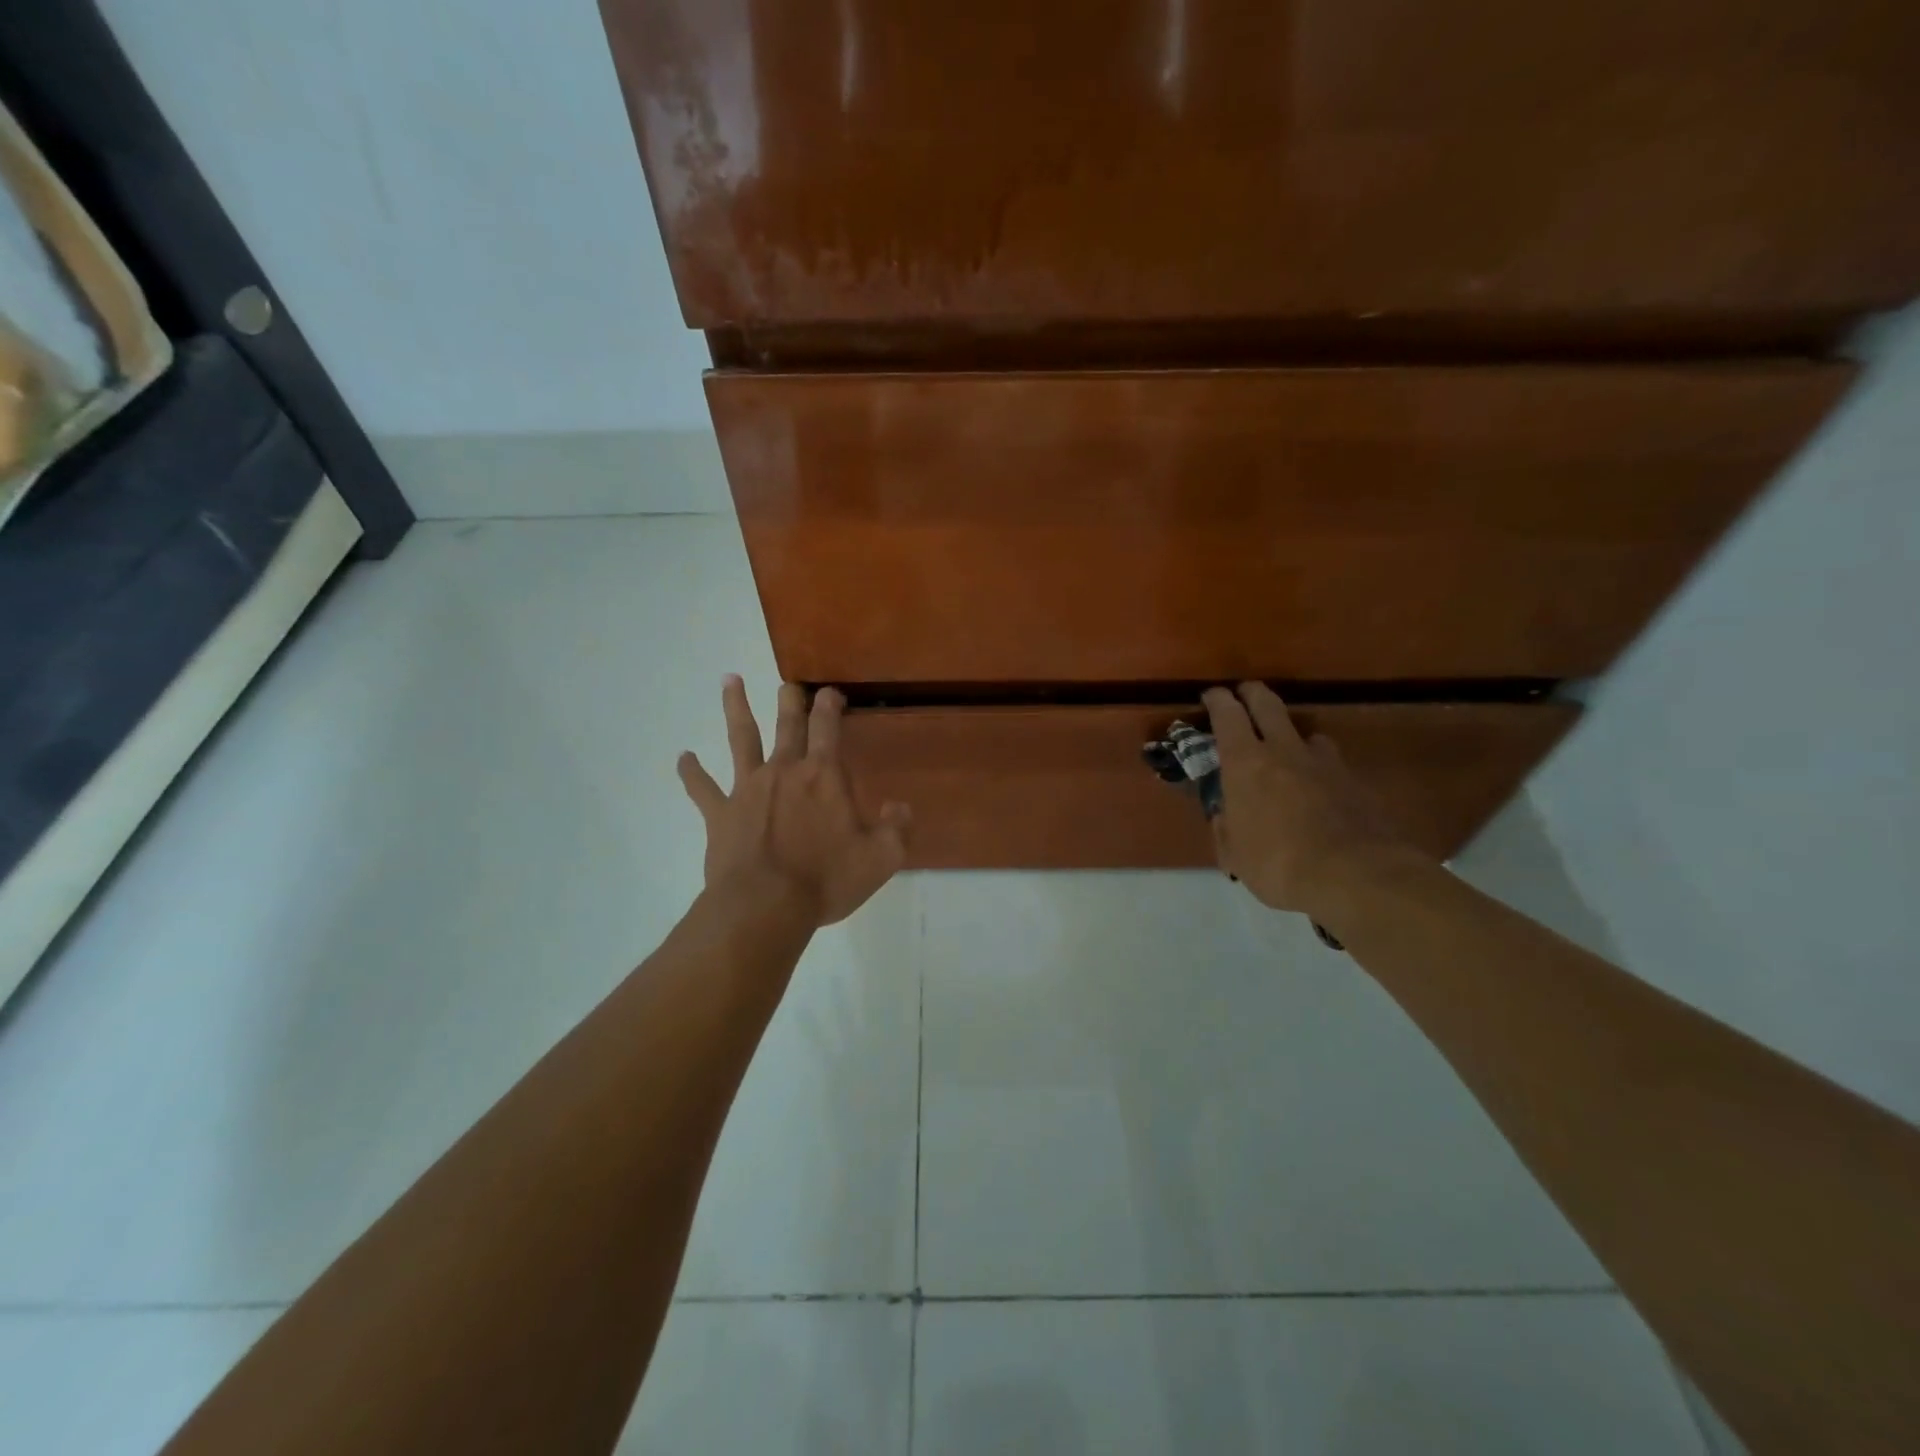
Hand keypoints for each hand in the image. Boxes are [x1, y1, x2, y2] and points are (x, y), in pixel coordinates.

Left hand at [678, 678, 910, 926]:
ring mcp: (747, 788)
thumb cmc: (826, 879)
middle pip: (787, 724)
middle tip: (788, 684)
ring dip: (735, 708)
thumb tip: (900, 807)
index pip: (828, 728)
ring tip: (729, 681)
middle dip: (790, 701)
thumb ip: (897, 828)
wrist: (764, 906)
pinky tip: (683, 758)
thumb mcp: (881, 858)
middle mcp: (784, 770)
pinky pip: (702, 787)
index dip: (829, 706)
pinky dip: (691, 772)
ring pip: (741, 738)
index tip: (830, 692)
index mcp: (823, 776)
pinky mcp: (720, 813)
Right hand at [1202, 683, 1418, 916]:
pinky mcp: (1354, 781)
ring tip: (1288, 749)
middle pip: (1267, 703)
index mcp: (1245, 763)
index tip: (1211, 696)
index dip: (1217, 700)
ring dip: (1292, 735)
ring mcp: (1323, 763)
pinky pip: (1330, 763)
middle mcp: (1283, 750)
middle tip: (1245, 693)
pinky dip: (1319, 767)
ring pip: (1306, 732)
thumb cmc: (1278, 864)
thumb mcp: (1236, 856)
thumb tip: (1225, 816)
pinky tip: (1319, 788)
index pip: (1227, 714)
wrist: (1355, 875)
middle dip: (1253, 693)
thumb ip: (1227, 829)